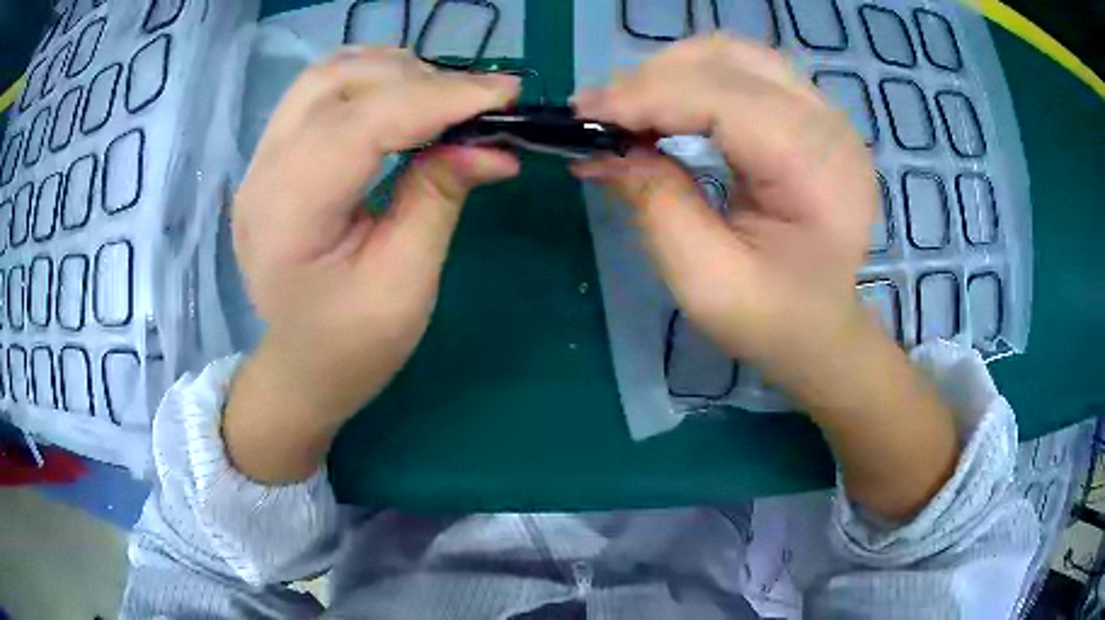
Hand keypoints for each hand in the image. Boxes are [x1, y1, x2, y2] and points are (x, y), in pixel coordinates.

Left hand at [225, 48, 518, 481]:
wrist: (301, 368)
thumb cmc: (352, 346)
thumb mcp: (405, 285)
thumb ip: (439, 199)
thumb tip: (492, 145)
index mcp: (288, 215)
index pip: (363, 123)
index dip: (439, 98)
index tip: (506, 94)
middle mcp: (262, 173)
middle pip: (338, 83)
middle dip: (417, 79)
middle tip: (476, 105)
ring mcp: (260, 161)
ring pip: (326, 75)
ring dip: (391, 72)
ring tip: (442, 98)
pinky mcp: (272, 158)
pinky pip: (319, 92)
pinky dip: (368, 82)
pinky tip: (401, 100)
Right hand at [572, 35, 875, 381]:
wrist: (824, 332)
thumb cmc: (772, 319)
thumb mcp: (703, 278)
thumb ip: (653, 201)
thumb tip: (599, 149)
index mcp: (816, 169)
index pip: (722, 98)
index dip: (646, 96)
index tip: (583, 114)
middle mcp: (830, 126)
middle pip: (729, 60)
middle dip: (653, 77)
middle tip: (600, 114)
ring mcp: (828, 114)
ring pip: (736, 54)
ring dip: (674, 70)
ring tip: (631, 107)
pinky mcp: (816, 115)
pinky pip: (748, 70)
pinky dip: (699, 77)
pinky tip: (670, 105)